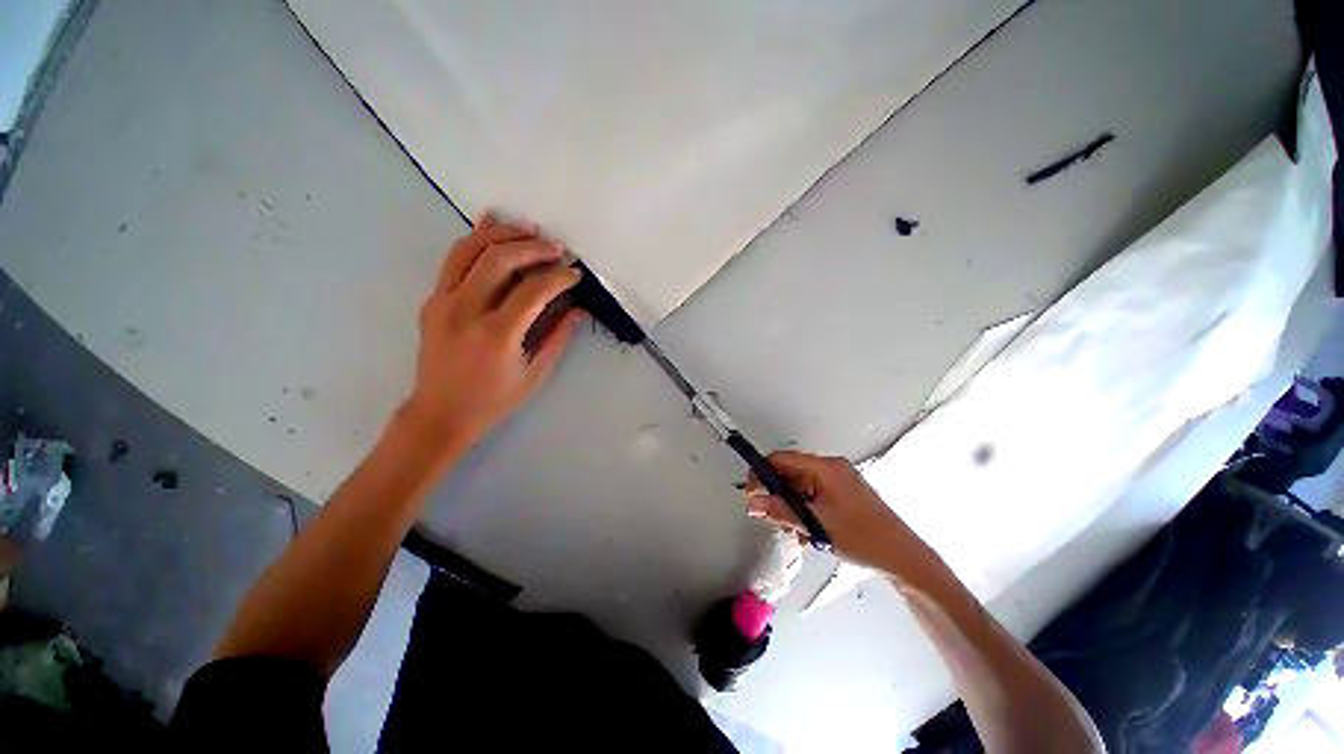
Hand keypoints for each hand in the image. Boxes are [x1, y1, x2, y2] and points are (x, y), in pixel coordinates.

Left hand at [401, 214, 582, 455]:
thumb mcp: (535, 375)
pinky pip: (454, 259)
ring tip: (530, 230)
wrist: (440, 413)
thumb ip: (558, 338)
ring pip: (470, 249)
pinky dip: (475, 238)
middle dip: (534, 248)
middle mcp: (465, 311)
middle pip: (500, 260)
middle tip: (558, 249)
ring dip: (503, 234)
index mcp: (496, 335)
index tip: (575, 275)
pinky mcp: (432, 299)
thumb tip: (577, 308)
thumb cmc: (493, 400)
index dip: (559, 277)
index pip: (533, 291)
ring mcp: (442, 301)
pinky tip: (492, 224)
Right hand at [743, 451, 929, 574]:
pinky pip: (813, 494)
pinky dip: (805, 509)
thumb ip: (780, 511)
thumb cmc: (864, 538)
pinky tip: (808, 531)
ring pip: (800, 486)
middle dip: (777, 495)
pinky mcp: (843, 492)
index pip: (781, 459)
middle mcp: (831, 468)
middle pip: (790, 473)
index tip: (751, 493)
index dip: (762, 474)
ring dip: (791, 506)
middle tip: (772, 517)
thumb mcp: (815, 525)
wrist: (903, 558)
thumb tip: (753, 503)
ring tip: (796, 531)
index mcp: (825, 468)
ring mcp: (839, 480)